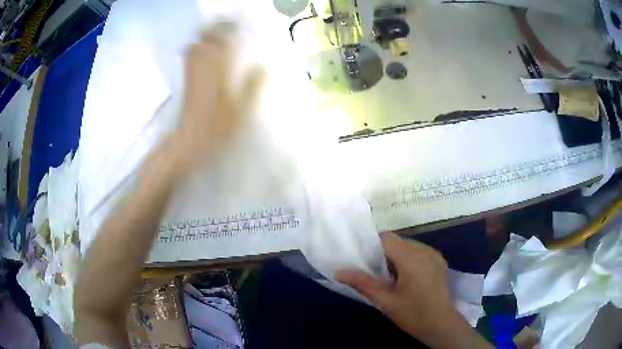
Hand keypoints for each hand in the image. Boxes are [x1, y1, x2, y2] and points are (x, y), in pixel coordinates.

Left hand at [172, 23, 264, 175]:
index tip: (239, 24)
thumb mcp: (240, 113)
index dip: (230, 30)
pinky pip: (188, 58)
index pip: (224, 43)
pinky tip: (202, 49)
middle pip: (207, 40)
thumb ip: (252, 88)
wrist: (187, 145)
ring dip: (205, 37)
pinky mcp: (186, 82)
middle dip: (216, 29)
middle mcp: (204, 69)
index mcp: (219, 74)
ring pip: (195, 47)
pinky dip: (195, 49)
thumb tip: (264, 66)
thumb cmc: (216, 131)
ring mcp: (192, 74)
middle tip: (228, 25)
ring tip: (216, 34)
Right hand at [336, 233, 452, 340]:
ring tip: (388, 277)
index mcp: (411, 258)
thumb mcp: (386, 302)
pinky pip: (419, 251)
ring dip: (396, 256)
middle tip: (373, 272)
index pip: (386, 239)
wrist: (442, 325)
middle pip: (397, 241)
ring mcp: (434, 255)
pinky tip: (407, 277)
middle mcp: (424, 250)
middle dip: (382, 253)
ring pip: (408, 245)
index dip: (371, 246)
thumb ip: (363, 283)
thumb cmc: (413, 314)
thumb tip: (339, 271)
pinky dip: (409, 258)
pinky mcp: (440, 262)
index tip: (361, 261)